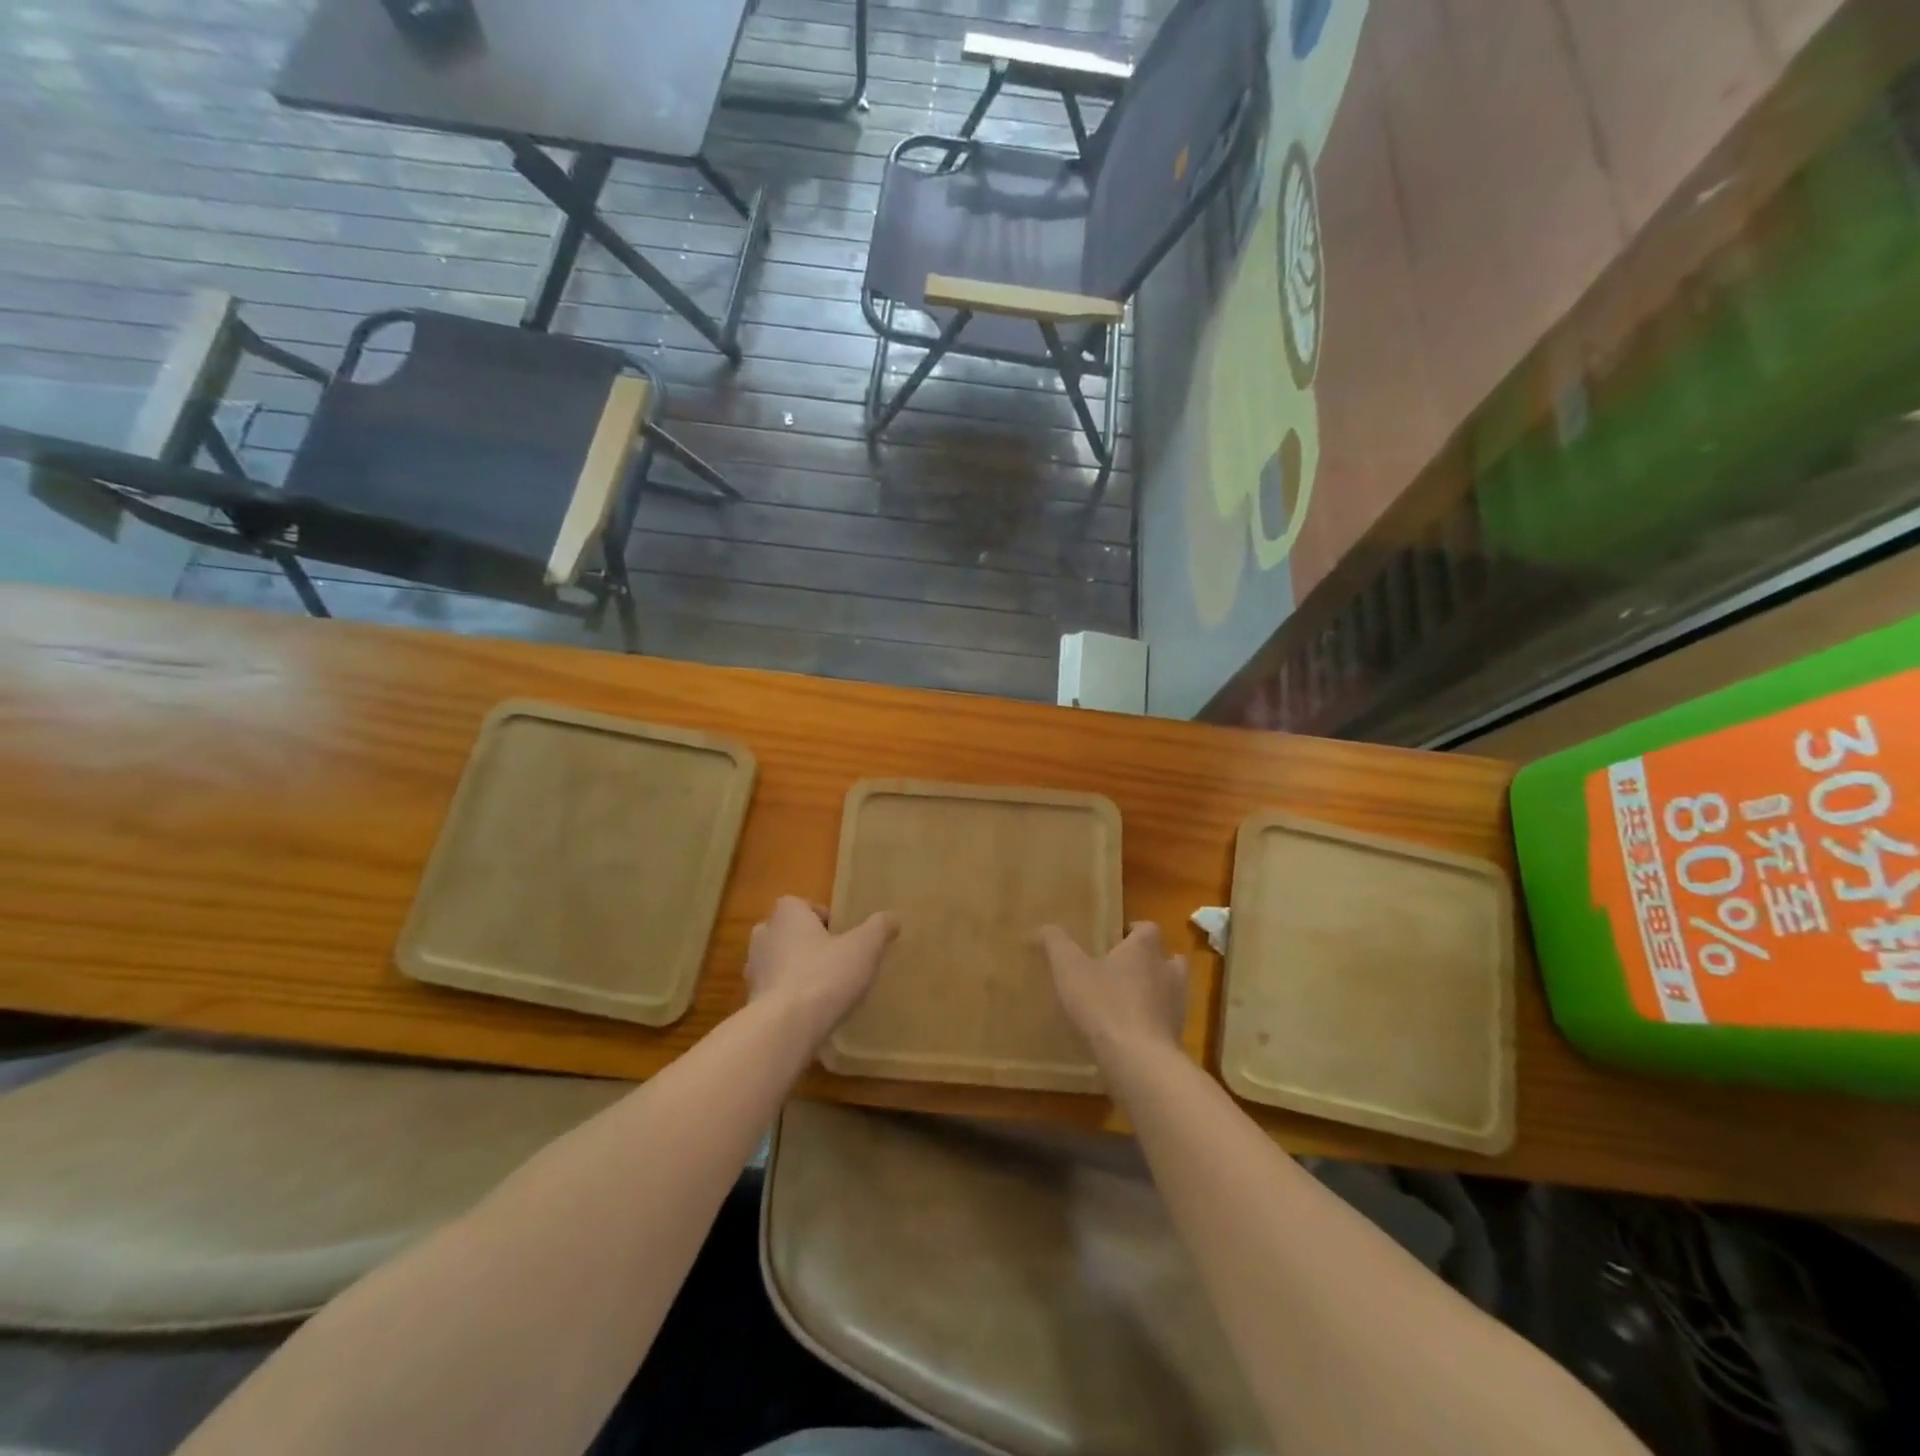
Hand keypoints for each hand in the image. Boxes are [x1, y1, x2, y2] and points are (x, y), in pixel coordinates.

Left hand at [747, 896, 898, 1041]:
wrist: (784, 1028)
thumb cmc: (825, 975)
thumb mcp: (864, 947)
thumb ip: (879, 928)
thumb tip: (892, 917)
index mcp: (787, 915)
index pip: (800, 904)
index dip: (821, 917)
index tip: (841, 935)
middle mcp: (764, 937)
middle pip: (785, 932)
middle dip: (804, 942)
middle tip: (832, 958)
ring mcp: (753, 972)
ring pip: (775, 962)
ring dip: (794, 971)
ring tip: (823, 988)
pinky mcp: (752, 1003)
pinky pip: (772, 992)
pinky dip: (787, 998)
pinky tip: (810, 1013)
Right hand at [1039, 921, 1187, 1064]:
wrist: (1139, 1061)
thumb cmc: (1104, 1004)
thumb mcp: (1069, 969)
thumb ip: (1056, 944)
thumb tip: (1042, 927)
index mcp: (1144, 949)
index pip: (1147, 928)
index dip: (1133, 931)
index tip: (1115, 939)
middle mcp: (1168, 971)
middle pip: (1168, 958)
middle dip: (1150, 961)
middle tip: (1124, 969)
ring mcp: (1177, 1005)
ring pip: (1172, 989)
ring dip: (1155, 991)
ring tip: (1127, 1001)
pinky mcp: (1177, 1036)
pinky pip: (1167, 1021)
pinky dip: (1153, 1021)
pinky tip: (1131, 1032)